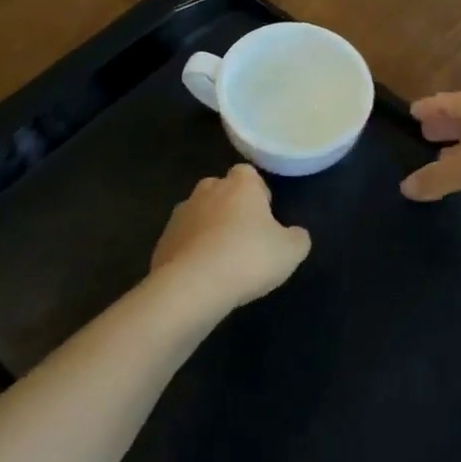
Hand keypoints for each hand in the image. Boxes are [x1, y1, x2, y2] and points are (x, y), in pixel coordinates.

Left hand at [150, 164, 310, 309]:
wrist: (192, 287)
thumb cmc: (248, 259)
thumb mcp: (290, 251)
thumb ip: (297, 237)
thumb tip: (295, 234)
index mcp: (240, 184)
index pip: (248, 174)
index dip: (257, 194)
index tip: (264, 218)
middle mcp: (208, 189)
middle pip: (221, 190)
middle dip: (231, 208)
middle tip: (244, 238)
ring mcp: (181, 213)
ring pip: (200, 214)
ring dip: (209, 229)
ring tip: (222, 261)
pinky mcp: (163, 240)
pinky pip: (183, 240)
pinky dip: (191, 252)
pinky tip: (202, 277)